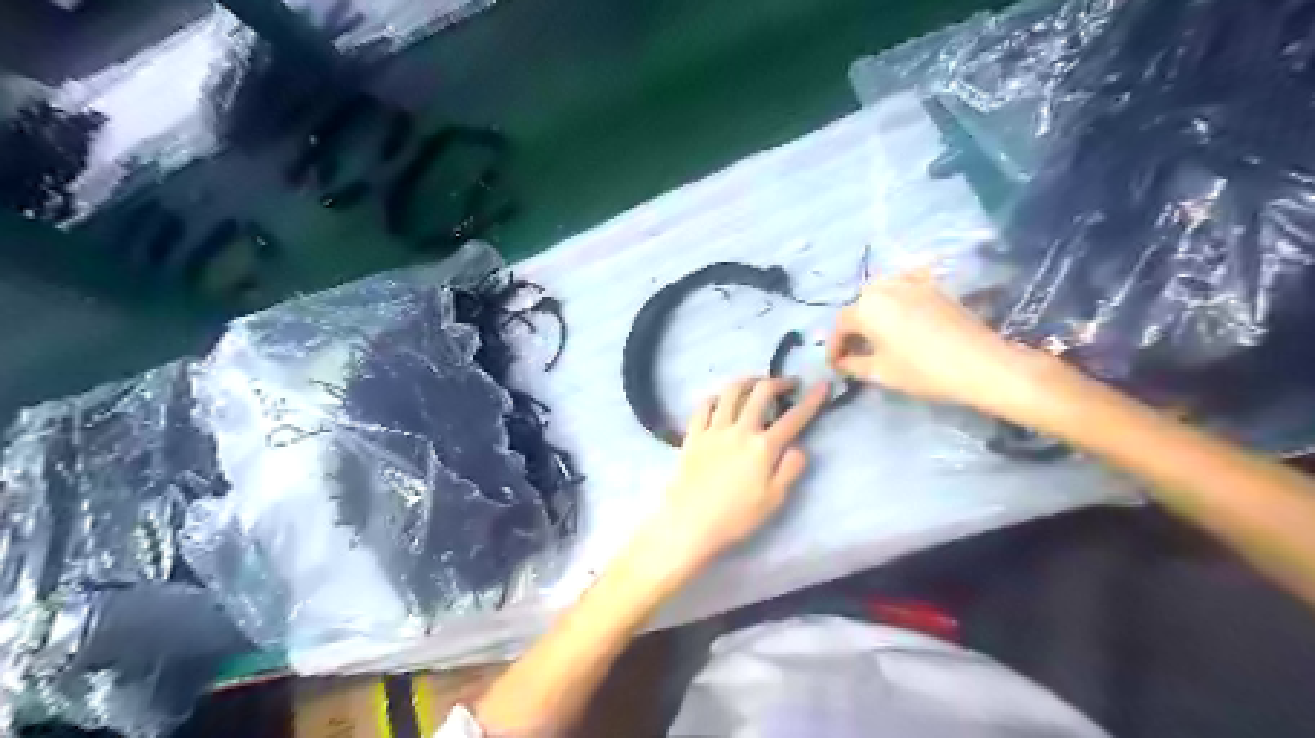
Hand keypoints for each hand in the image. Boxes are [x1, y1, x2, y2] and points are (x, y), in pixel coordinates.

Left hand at [651, 375, 825, 570]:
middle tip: (788, 383)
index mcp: (763, 447)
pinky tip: (720, 399)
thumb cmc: (736, 517)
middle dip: (779, 382)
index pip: (794, 418)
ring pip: (731, 391)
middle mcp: (740, 430)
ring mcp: (714, 429)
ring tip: (756, 382)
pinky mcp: (693, 434)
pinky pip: (704, 405)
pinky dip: (716, 397)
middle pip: (761, 393)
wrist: (690, 523)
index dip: (812, 400)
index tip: (823, 385)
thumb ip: (790, 470)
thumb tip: (800, 447)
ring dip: (748, 381)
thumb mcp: (773, 500)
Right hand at [825, 270, 1054, 417]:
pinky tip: (900, 309)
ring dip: (871, 310)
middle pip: (859, 305)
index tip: (834, 365)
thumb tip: (842, 362)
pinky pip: (905, 283)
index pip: (840, 326)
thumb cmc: (922, 370)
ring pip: (880, 291)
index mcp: (866, 308)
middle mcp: (884, 288)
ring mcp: (911, 282)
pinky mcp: (933, 286)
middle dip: (852, 328)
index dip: (834, 347)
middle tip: (853, 351)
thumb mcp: (880, 372)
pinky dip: (895, 295)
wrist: (978, 363)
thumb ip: (853, 364)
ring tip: (874, 332)